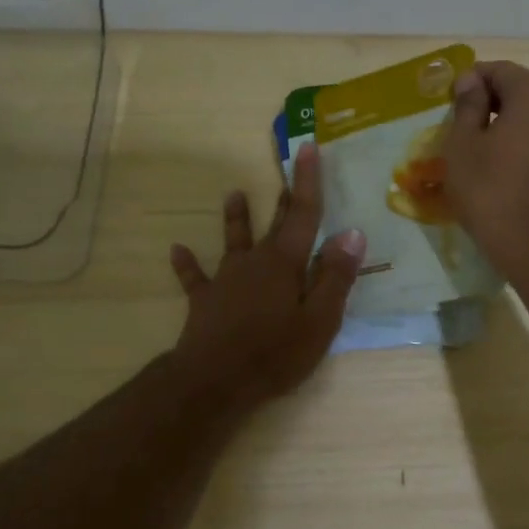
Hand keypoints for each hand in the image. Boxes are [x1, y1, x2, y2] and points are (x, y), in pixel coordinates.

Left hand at [169, 143, 363, 408]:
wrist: (214, 380)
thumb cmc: (275, 352)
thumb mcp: (320, 320)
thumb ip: (336, 277)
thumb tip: (352, 233)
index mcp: (286, 263)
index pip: (303, 214)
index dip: (308, 181)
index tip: (308, 148)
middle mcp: (255, 262)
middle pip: (274, 224)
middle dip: (283, 197)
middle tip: (285, 167)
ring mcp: (226, 279)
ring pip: (233, 241)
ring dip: (235, 218)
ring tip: (233, 194)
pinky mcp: (205, 301)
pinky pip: (195, 278)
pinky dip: (187, 264)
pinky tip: (176, 249)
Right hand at [444, 61, 528, 280]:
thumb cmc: (490, 190)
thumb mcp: (463, 144)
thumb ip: (467, 105)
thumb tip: (471, 81)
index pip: (500, 70)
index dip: (471, 79)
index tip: (447, 101)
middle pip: (519, 89)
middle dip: (487, 99)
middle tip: (457, 122)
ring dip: (501, 121)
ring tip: (473, 144)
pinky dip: (516, 139)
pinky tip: (494, 162)